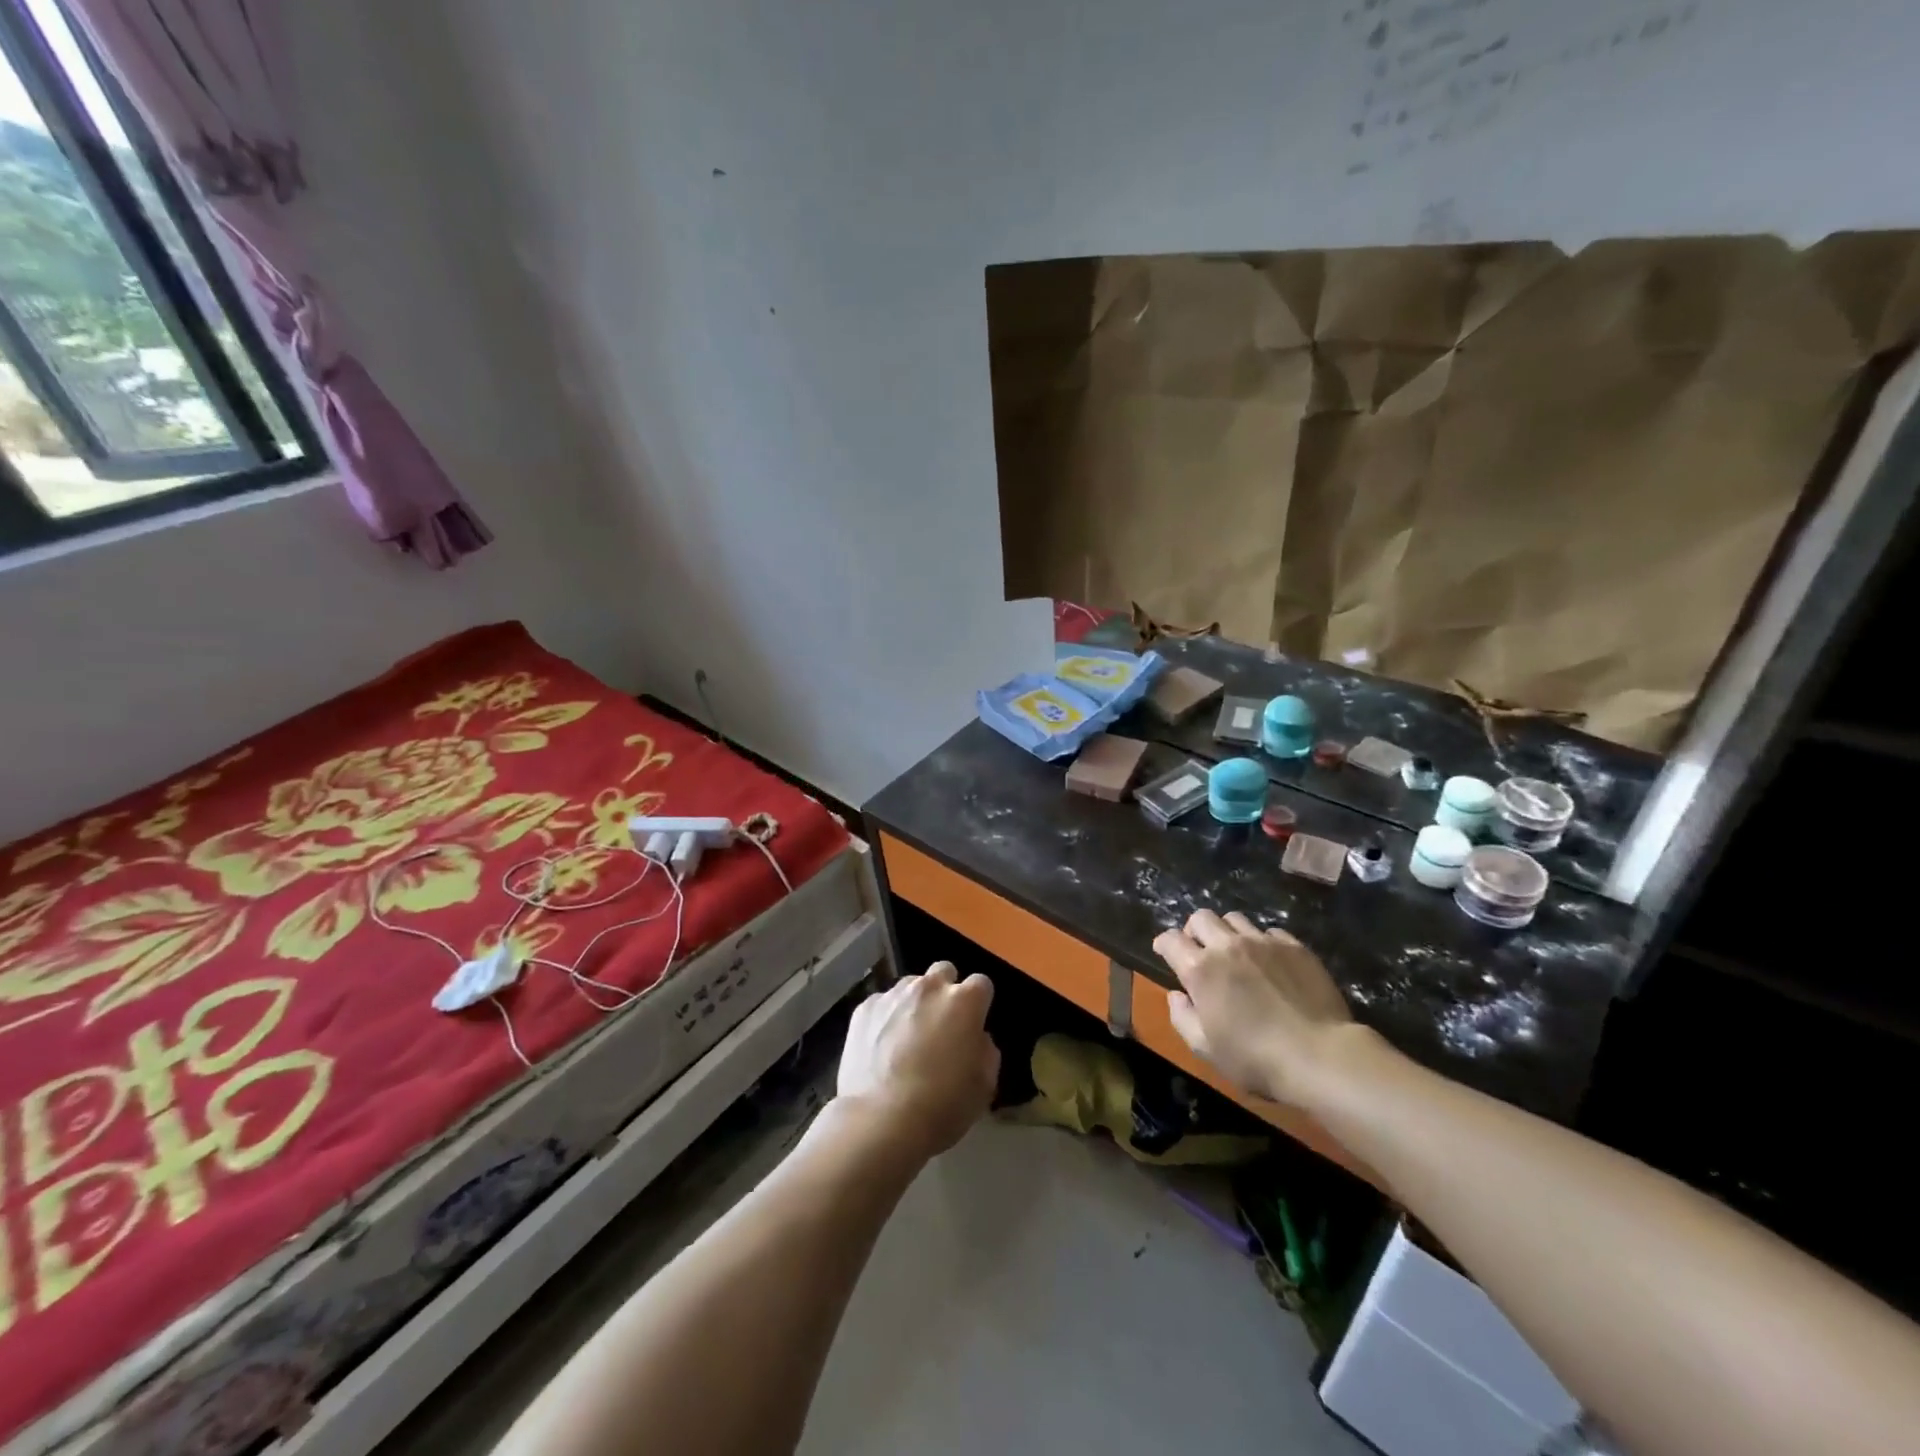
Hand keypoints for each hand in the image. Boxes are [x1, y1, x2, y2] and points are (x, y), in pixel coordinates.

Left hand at [837, 963, 999, 1157]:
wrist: (880, 1120)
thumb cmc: (941, 1106)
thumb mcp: (984, 1086)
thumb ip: (986, 1051)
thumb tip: (976, 1038)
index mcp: (964, 1002)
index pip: (981, 984)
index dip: (979, 1004)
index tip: (973, 1025)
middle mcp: (930, 987)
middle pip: (944, 972)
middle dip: (946, 992)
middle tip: (941, 1025)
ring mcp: (894, 994)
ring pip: (911, 986)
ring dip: (915, 1003)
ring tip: (907, 1038)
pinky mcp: (864, 1008)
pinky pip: (882, 1003)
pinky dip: (886, 1018)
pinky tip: (881, 1047)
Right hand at [1152, 910, 1355, 1107]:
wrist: (1321, 1056)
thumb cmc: (1256, 1058)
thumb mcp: (1206, 1049)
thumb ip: (1182, 1018)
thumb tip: (1176, 995)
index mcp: (1200, 969)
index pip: (1170, 939)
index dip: (1164, 944)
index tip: (1165, 953)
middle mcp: (1228, 946)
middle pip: (1201, 918)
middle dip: (1194, 931)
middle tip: (1200, 951)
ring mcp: (1263, 942)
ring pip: (1235, 919)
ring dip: (1227, 932)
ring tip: (1236, 953)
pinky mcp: (1294, 946)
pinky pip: (1269, 931)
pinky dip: (1262, 942)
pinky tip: (1269, 963)